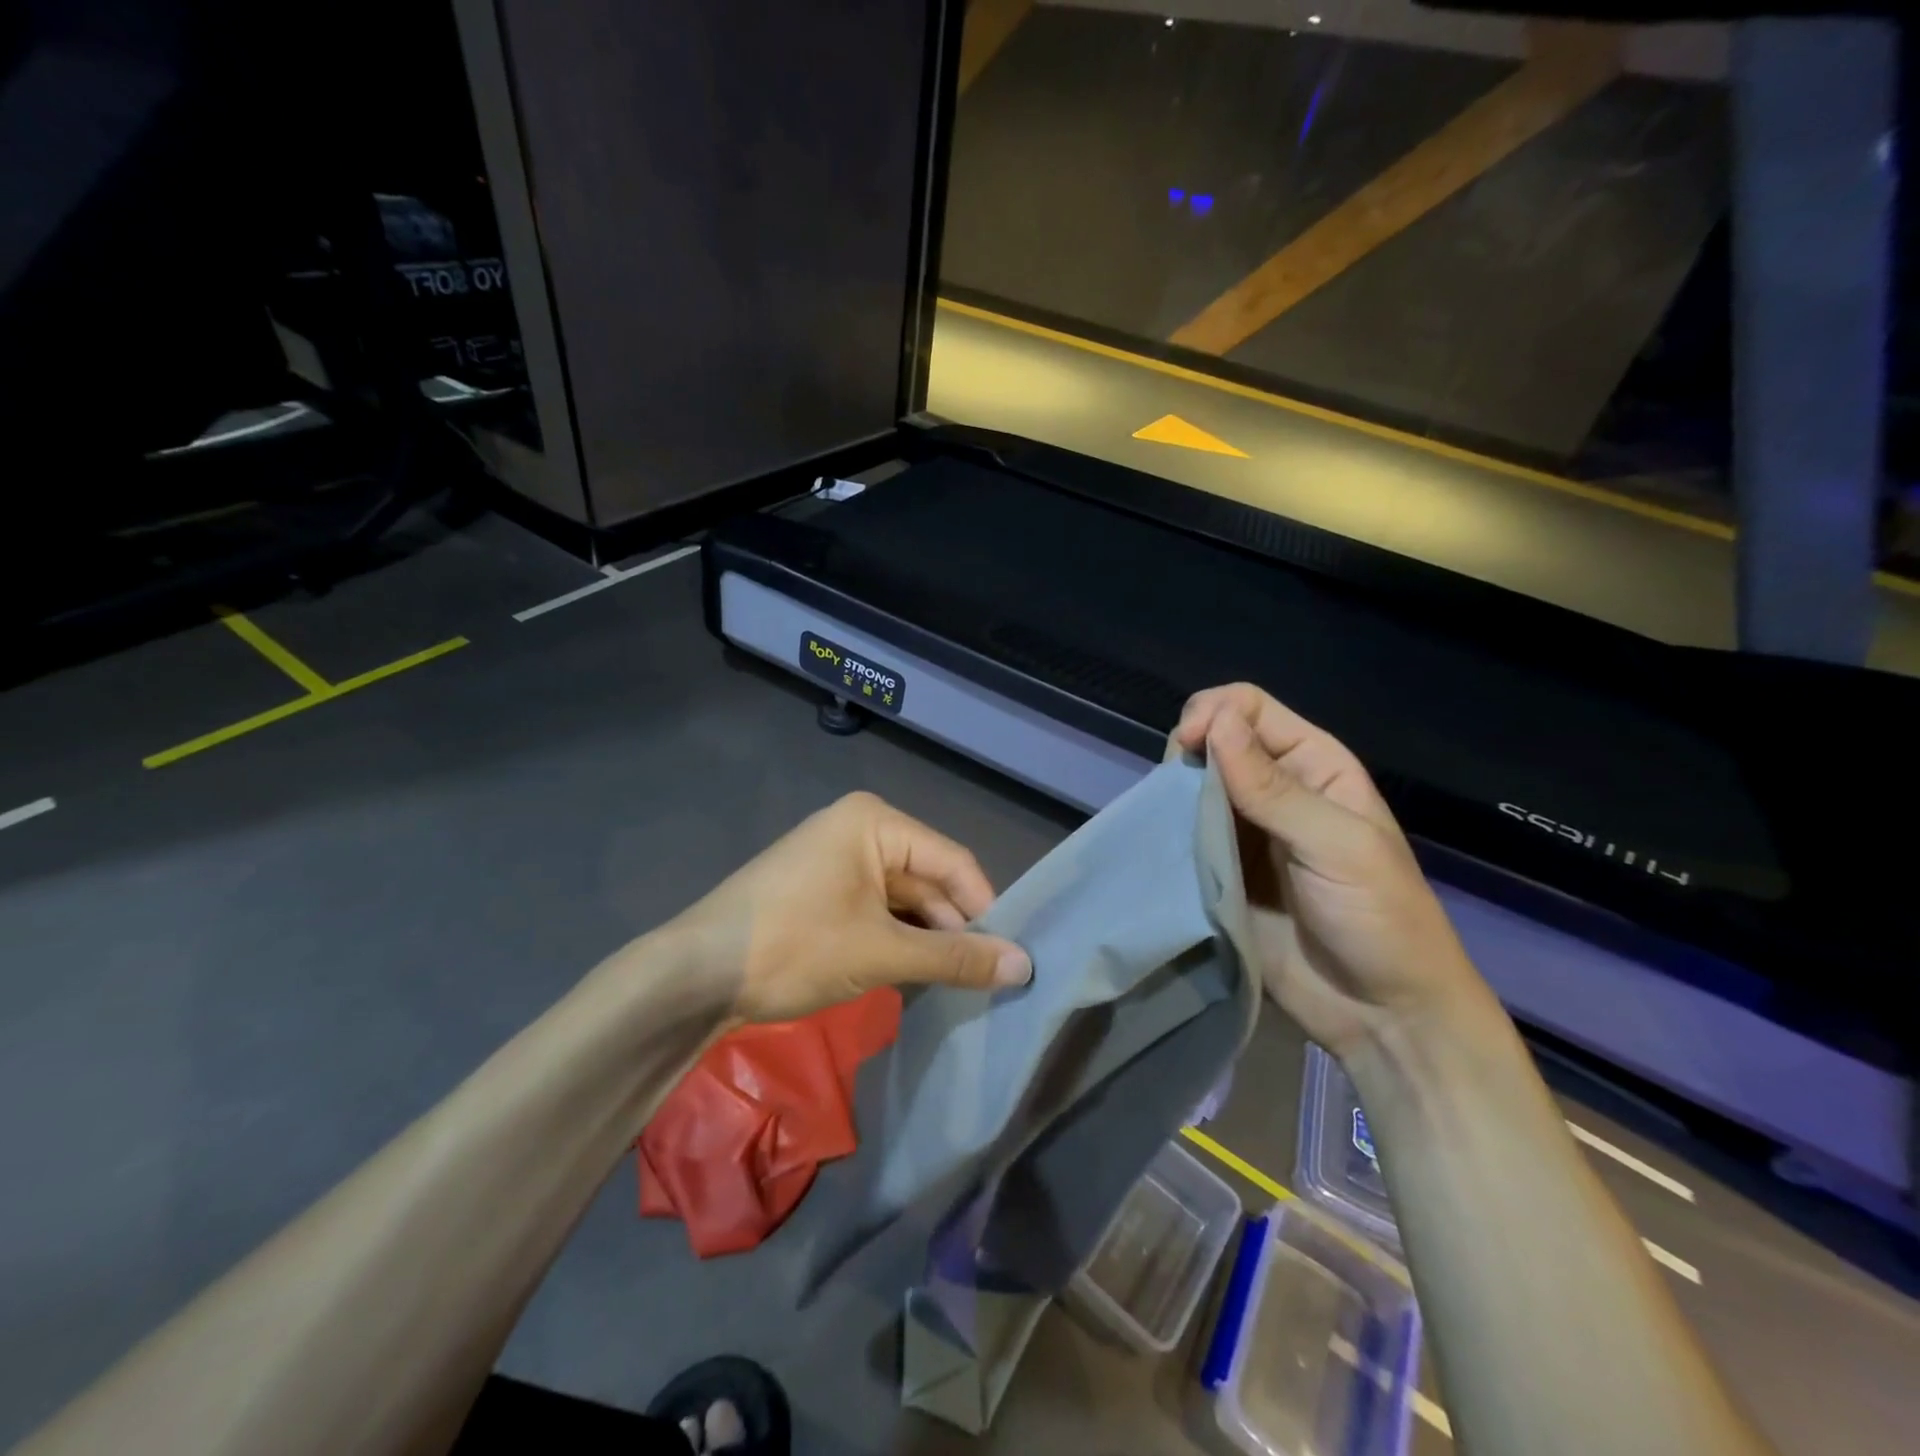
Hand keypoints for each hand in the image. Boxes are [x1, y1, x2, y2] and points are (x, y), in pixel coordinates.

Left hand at [669, 791, 1032, 1023]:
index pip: (952, 862)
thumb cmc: (793, 946)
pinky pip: (874, 910)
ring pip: (901, 899)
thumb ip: (954, 957)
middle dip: (954, 929)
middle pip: (927, 879)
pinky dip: (896, 940)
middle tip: (986, 980)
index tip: (1009, 957)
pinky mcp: (820, 891)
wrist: (693, 975)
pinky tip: (915, 976)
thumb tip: (1024, 966)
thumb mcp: (881, 952)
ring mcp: (835, 860)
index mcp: (875, 822)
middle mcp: (858, 830)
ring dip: (926, 939)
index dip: (984, 908)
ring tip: (957, 985)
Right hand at [1174, 684, 1493, 1060]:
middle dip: (1187, 753)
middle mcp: (1274, 789)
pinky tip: (1161, 844)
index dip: (1212, 715)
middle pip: (1213, 741)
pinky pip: (1184, 834)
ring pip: (1192, 786)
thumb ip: (1272, 786)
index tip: (1185, 748)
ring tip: (1167, 821)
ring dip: (1173, 794)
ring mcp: (1243, 831)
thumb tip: (1214, 720)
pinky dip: (1168, 831)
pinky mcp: (1220, 870)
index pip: (1248, 708)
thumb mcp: (1337, 844)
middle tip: (1176, 790)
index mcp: (1314, 765)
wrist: (1382, 1015)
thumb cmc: (1380, 918)